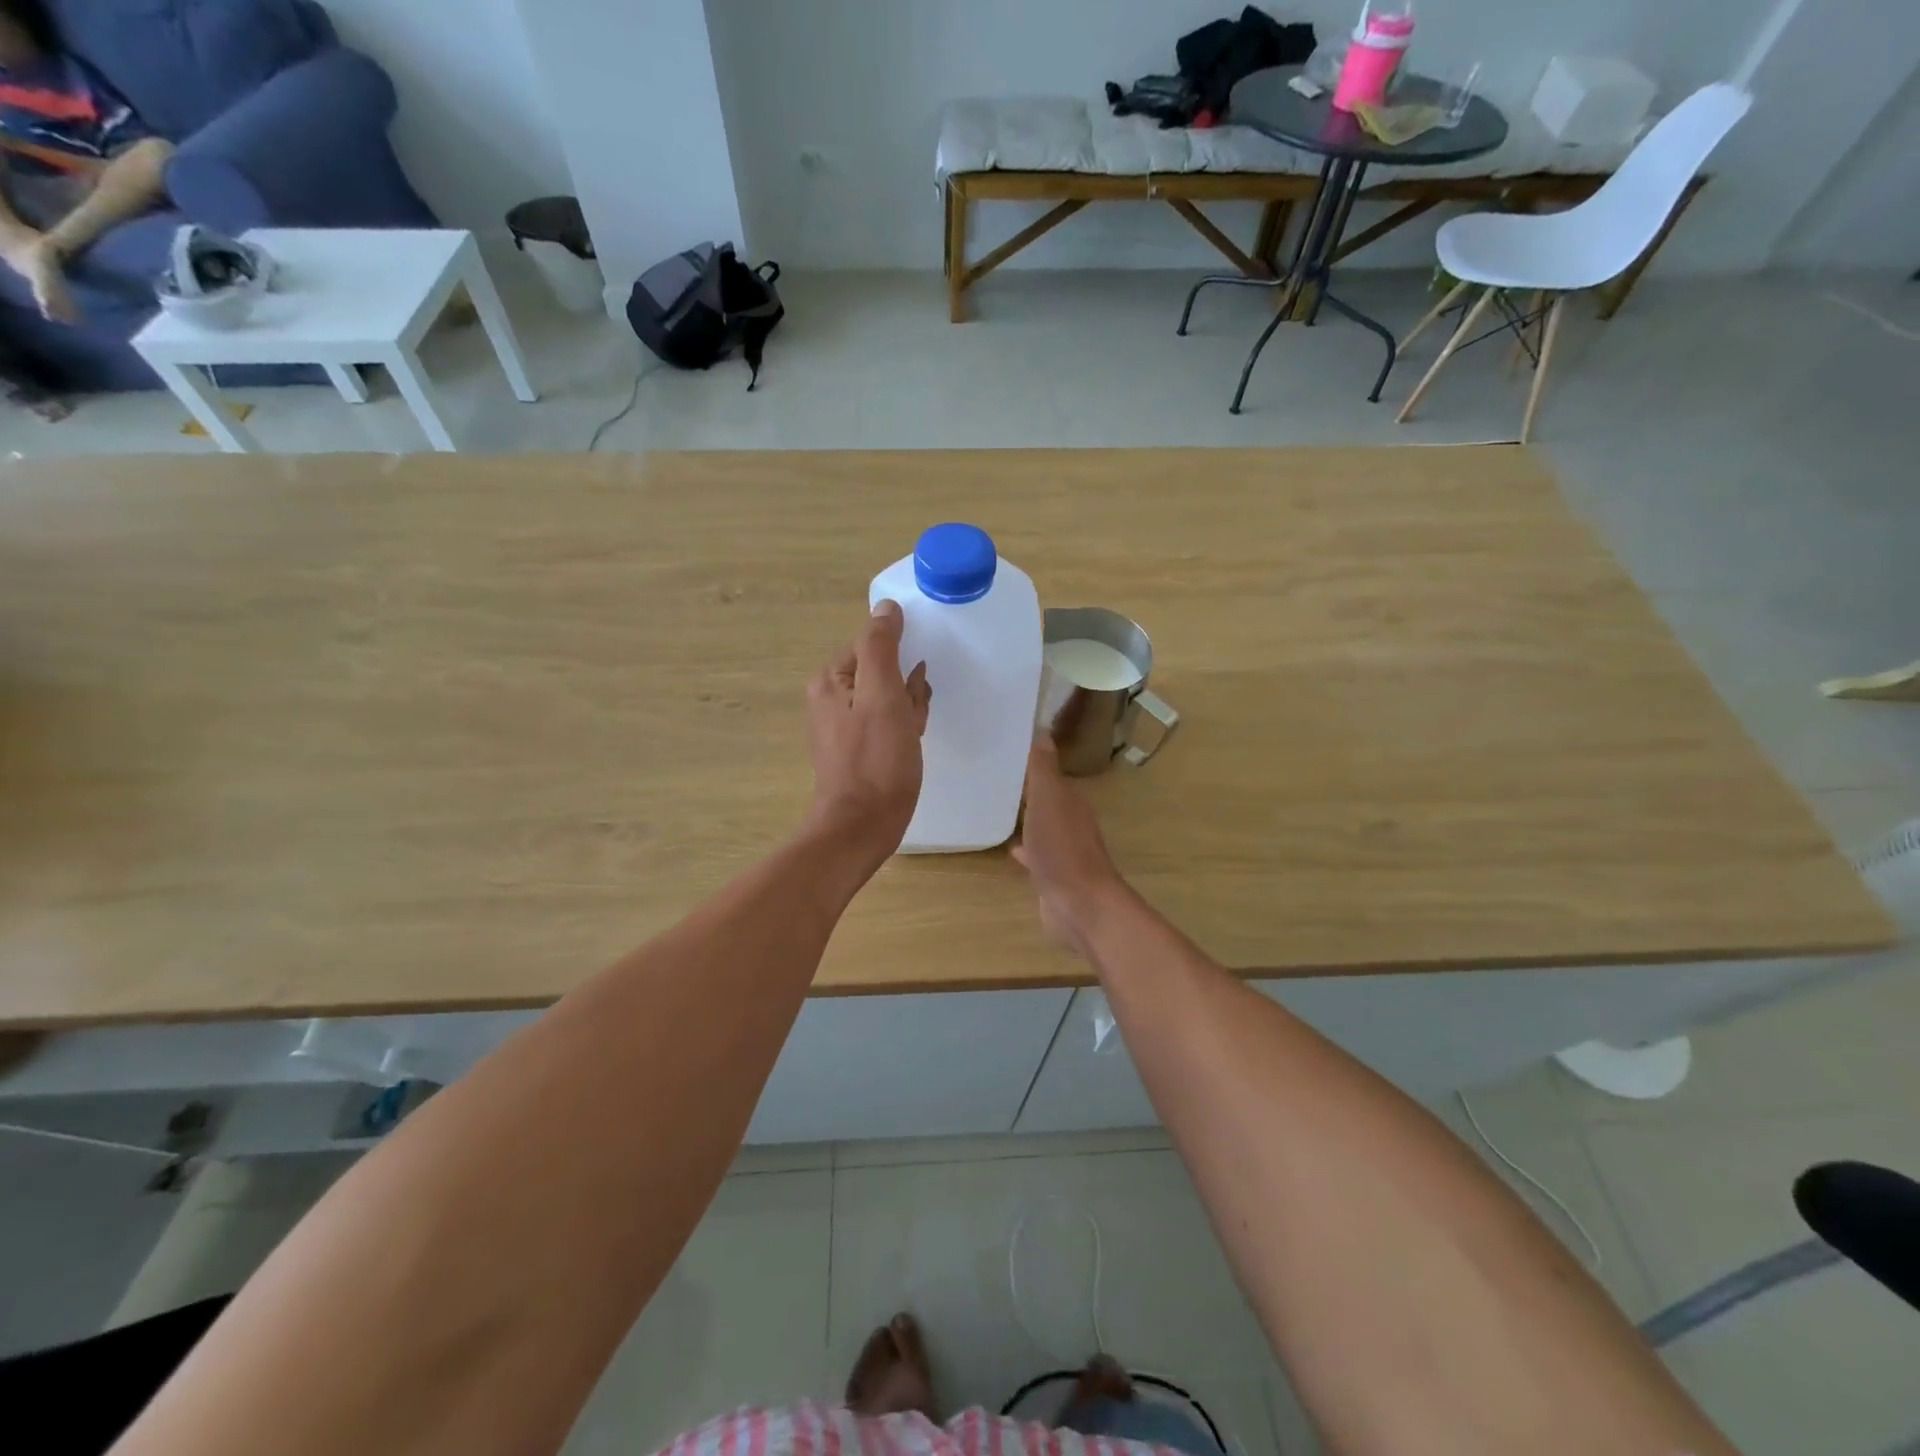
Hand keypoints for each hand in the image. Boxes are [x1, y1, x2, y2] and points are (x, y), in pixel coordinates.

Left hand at [805, 600, 930, 868]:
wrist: (861, 826)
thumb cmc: (876, 760)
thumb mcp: (882, 695)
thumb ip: (881, 647)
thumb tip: (886, 608)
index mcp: (831, 679)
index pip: (873, 645)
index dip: (901, 663)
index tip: (911, 689)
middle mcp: (830, 698)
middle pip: (882, 672)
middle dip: (906, 689)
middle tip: (911, 718)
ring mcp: (841, 725)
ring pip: (888, 699)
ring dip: (908, 710)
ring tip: (911, 735)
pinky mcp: (855, 749)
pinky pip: (885, 723)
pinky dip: (903, 729)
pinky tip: (910, 745)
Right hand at [1011, 736, 1128, 958]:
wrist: (1079, 905)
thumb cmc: (1062, 848)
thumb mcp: (1049, 800)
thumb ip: (1044, 768)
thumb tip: (1042, 730)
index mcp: (1071, 801)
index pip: (1050, 775)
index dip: (1032, 763)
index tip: (1006, 751)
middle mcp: (1072, 822)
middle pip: (1048, 800)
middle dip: (1029, 790)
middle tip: (996, 778)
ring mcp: (1065, 851)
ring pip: (1043, 827)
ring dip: (1028, 819)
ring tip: (1000, 809)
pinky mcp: (1055, 876)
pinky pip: (1038, 855)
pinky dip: (1026, 849)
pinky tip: (1011, 850)